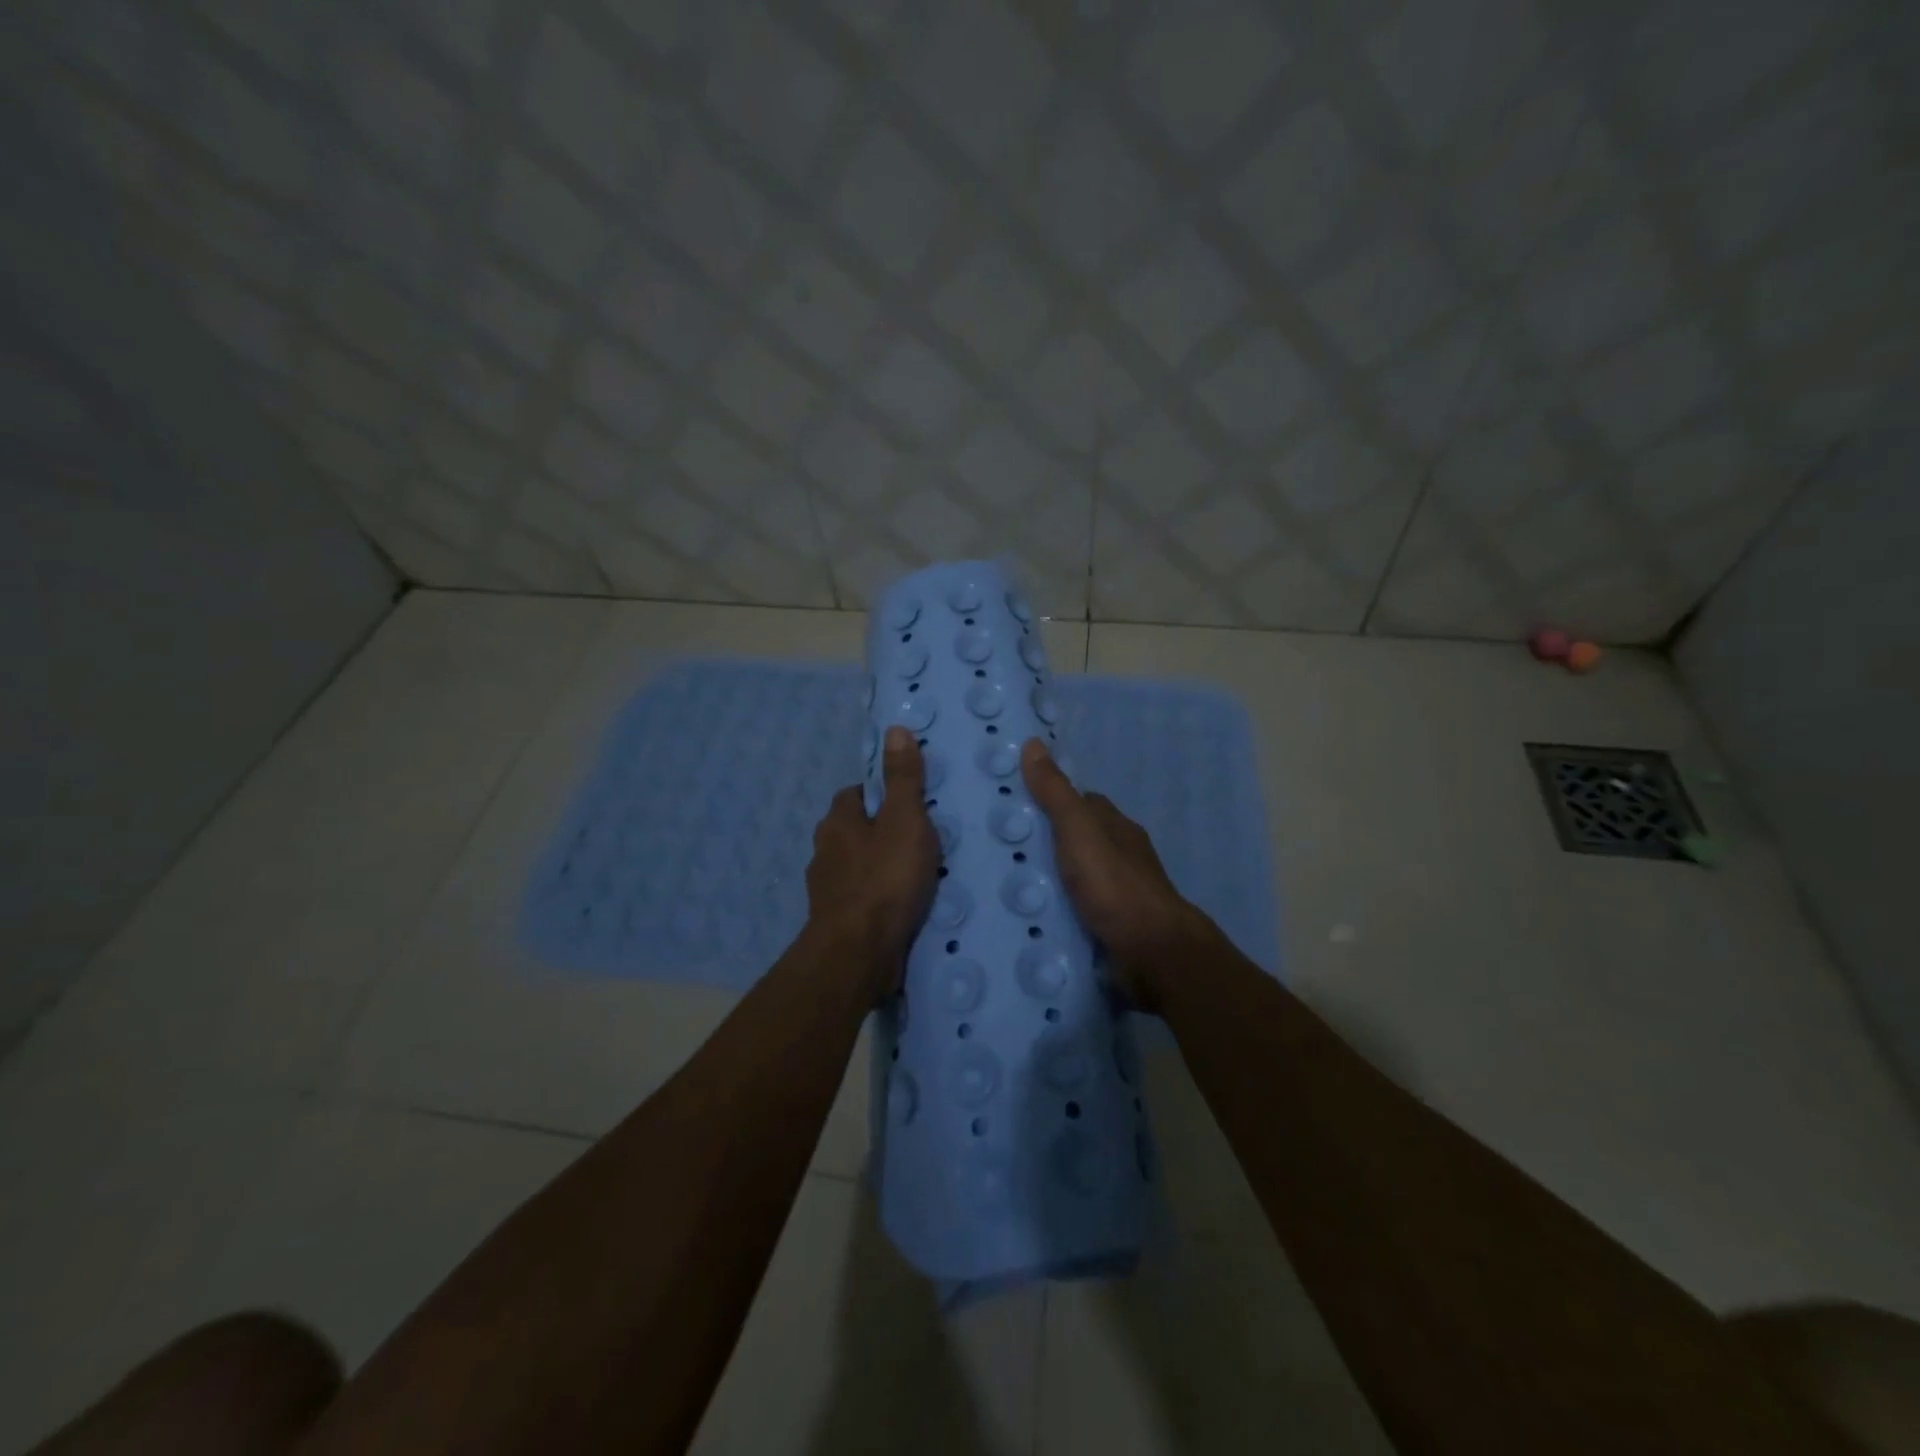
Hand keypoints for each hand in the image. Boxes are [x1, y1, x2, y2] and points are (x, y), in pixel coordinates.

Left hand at [806, 727, 939, 996]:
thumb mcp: (904, 821)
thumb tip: (895, 729)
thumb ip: (903, 778)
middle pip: (852, 831)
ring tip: (913, 874)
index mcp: (837, 822)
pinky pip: (859, 899)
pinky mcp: (835, 922)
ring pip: (855, 867)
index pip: (854, 795)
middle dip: (878, 832)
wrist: (859, 953)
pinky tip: (899, 906)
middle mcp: (824, 852)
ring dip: (877, 867)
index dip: (878, 794)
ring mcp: (826, 890)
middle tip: (916, 838)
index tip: (906, 802)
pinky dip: (877, 898)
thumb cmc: (884, 879)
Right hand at [1021, 738, 1207, 1012]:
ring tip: (1013, 885)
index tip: (1020, 805)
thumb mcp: (1078, 831)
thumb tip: (1034, 743)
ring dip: (1055, 879)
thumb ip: (1055, 793)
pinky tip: (1038, 916)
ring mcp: (1121, 893)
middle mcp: (1122, 855)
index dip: (1054, 800)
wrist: (1152, 951)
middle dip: (1050, 843)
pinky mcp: (1115, 925)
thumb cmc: (1114, 884)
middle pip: (1081, 840)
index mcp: (1116, 827)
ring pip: (1081, 876)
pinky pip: (1082, 909)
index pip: (1083, 804)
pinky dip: (1063, 909)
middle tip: (1006, 849)